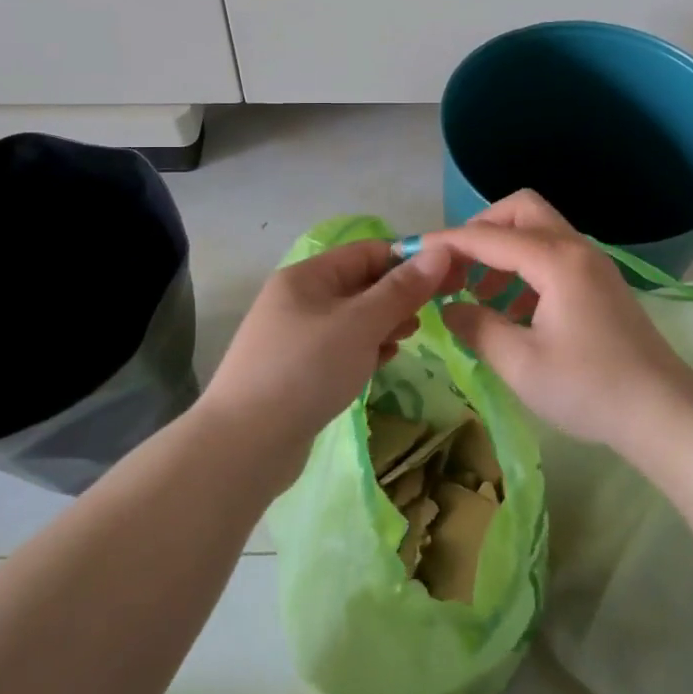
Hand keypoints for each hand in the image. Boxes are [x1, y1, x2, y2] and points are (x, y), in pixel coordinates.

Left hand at [201, 239, 453, 448]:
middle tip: (430, 314)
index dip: (407, 260)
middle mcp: (298, 299)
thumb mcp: (361, 324)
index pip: (366, 252)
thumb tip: (440, 250)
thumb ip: (402, 289)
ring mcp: (295, 337)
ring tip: (409, 337)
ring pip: (352, 318)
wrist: (246, 443)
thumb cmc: (307, 369)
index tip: (446, 279)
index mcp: (307, 276)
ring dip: (383, 324)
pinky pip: (340, 348)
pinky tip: (382, 363)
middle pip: (359, 284)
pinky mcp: (297, 371)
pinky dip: (364, 350)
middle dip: (397, 295)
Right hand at [427, 191, 692, 451]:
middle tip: (457, 266)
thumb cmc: (590, 389)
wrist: (665, 414)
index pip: (488, 236)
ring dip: (503, 248)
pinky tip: (511, 308)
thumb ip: (477, 327)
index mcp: (556, 260)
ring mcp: (592, 265)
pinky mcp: (600, 284)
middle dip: (481, 229)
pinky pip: (553, 255)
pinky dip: (524, 267)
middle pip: (520, 210)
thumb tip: (450, 308)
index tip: (414, 253)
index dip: (447, 242)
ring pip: (538, 230)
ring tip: (477, 292)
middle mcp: (576, 249)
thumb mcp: (521, 363)